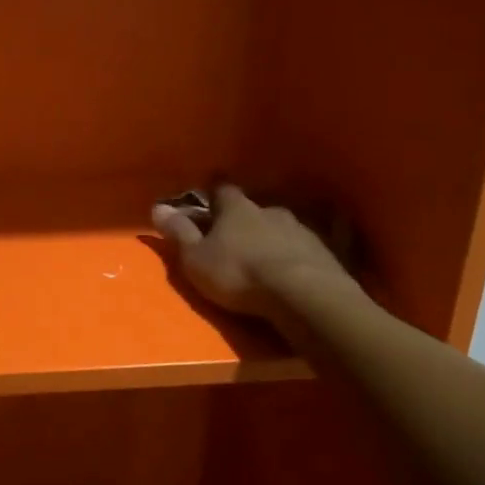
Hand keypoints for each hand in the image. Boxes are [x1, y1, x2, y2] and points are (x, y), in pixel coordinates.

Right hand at [151, 184, 360, 319]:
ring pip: (281, 228)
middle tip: (235, 237)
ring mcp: (302, 229)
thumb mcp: (197, 259)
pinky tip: (292, 272)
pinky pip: (304, 249)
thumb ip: (179, 233)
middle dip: (245, 220)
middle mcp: (270, 210)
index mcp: (237, 208)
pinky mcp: (326, 253)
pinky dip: (295, 257)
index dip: (214, 193)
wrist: (304, 295)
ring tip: (264, 258)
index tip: (208, 199)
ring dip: (272, 239)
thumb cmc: (239, 274)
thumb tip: (158, 207)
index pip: (222, 188)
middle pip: (254, 209)